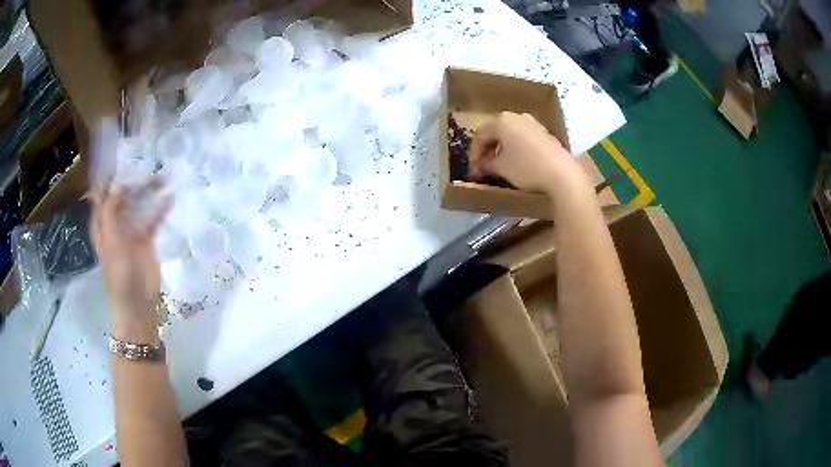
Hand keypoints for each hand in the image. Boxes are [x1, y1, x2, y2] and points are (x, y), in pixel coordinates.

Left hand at [91, 178, 170, 342]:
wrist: (137, 303)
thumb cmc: (119, 274)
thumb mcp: (111, 241)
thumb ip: (112, 211)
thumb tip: (118, 184)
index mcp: (102, 223)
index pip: (102, 193)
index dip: (108, 176)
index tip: (119, 158)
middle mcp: (115, 222)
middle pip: (122, 194)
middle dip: (131, 178)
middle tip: (146, 162)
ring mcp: (131, 230)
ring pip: (138, 203)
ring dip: (147, 190)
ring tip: (162, 175)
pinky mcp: (146, 239)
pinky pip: (153, 218)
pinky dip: (161, 207)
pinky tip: (170, 197)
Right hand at [469, 112, 587, 194]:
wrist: (561, 172)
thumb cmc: (526, 166)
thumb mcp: (501, 168)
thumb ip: (487, 165)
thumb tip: (481, 167)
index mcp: (502, 121)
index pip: (480, 136)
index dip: (474, 154)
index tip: (473, 171)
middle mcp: (516, 117)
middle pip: (495, 133)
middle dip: (487, 151)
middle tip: (483, 169)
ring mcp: (532, 123)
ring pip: (509, 135)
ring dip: (500, 150)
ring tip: (497, 167)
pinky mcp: (543, 133)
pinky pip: (522, 138)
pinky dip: (514, 149)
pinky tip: (514, 163)